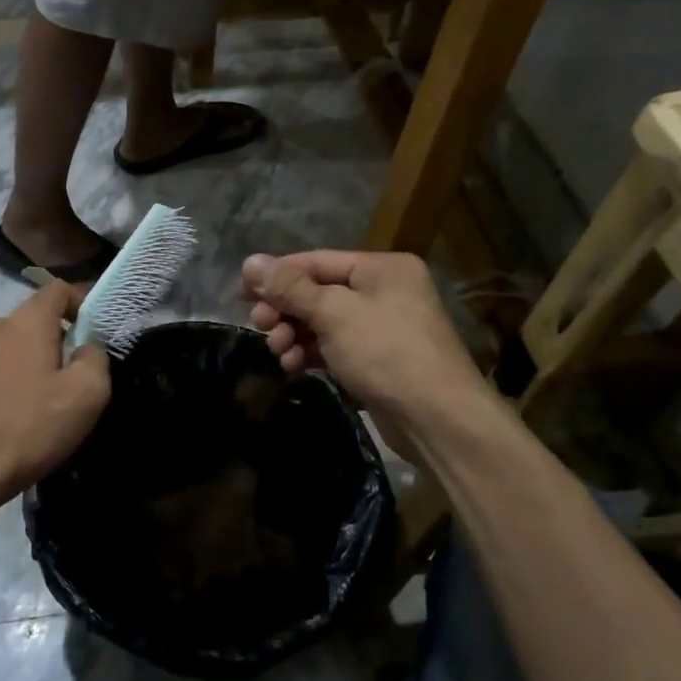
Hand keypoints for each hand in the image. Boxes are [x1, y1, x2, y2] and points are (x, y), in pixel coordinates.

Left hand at [0, 282, 110, 514]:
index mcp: (27, 321)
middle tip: (79, 374)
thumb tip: (88, 347)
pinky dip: (14, 380)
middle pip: (36, 318)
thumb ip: (96, 358)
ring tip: (49, 399)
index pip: (58, 288)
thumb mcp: (86, 394)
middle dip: (61, 337)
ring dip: (36, 361)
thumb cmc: (28, 427)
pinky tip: (20, 415)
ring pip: (15, 345)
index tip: (97, 332)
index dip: (83, 302)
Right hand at [241, 251, 490, 449]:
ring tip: (279, 352)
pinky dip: (312, 352)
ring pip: (323, 321)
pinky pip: (335, 346)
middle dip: (285, 309)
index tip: (242, 293)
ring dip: (295, 334)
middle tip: (259, 326)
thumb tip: (250, 262)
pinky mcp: (377, 359)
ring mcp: (382, 327)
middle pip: (318, 292)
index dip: (277, 275)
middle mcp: (384, 291)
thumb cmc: (386, 353)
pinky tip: (294, 366)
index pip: (316, 261)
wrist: (438, 419)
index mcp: (381, 268)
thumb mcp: (334, 313)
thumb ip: (290, 287)